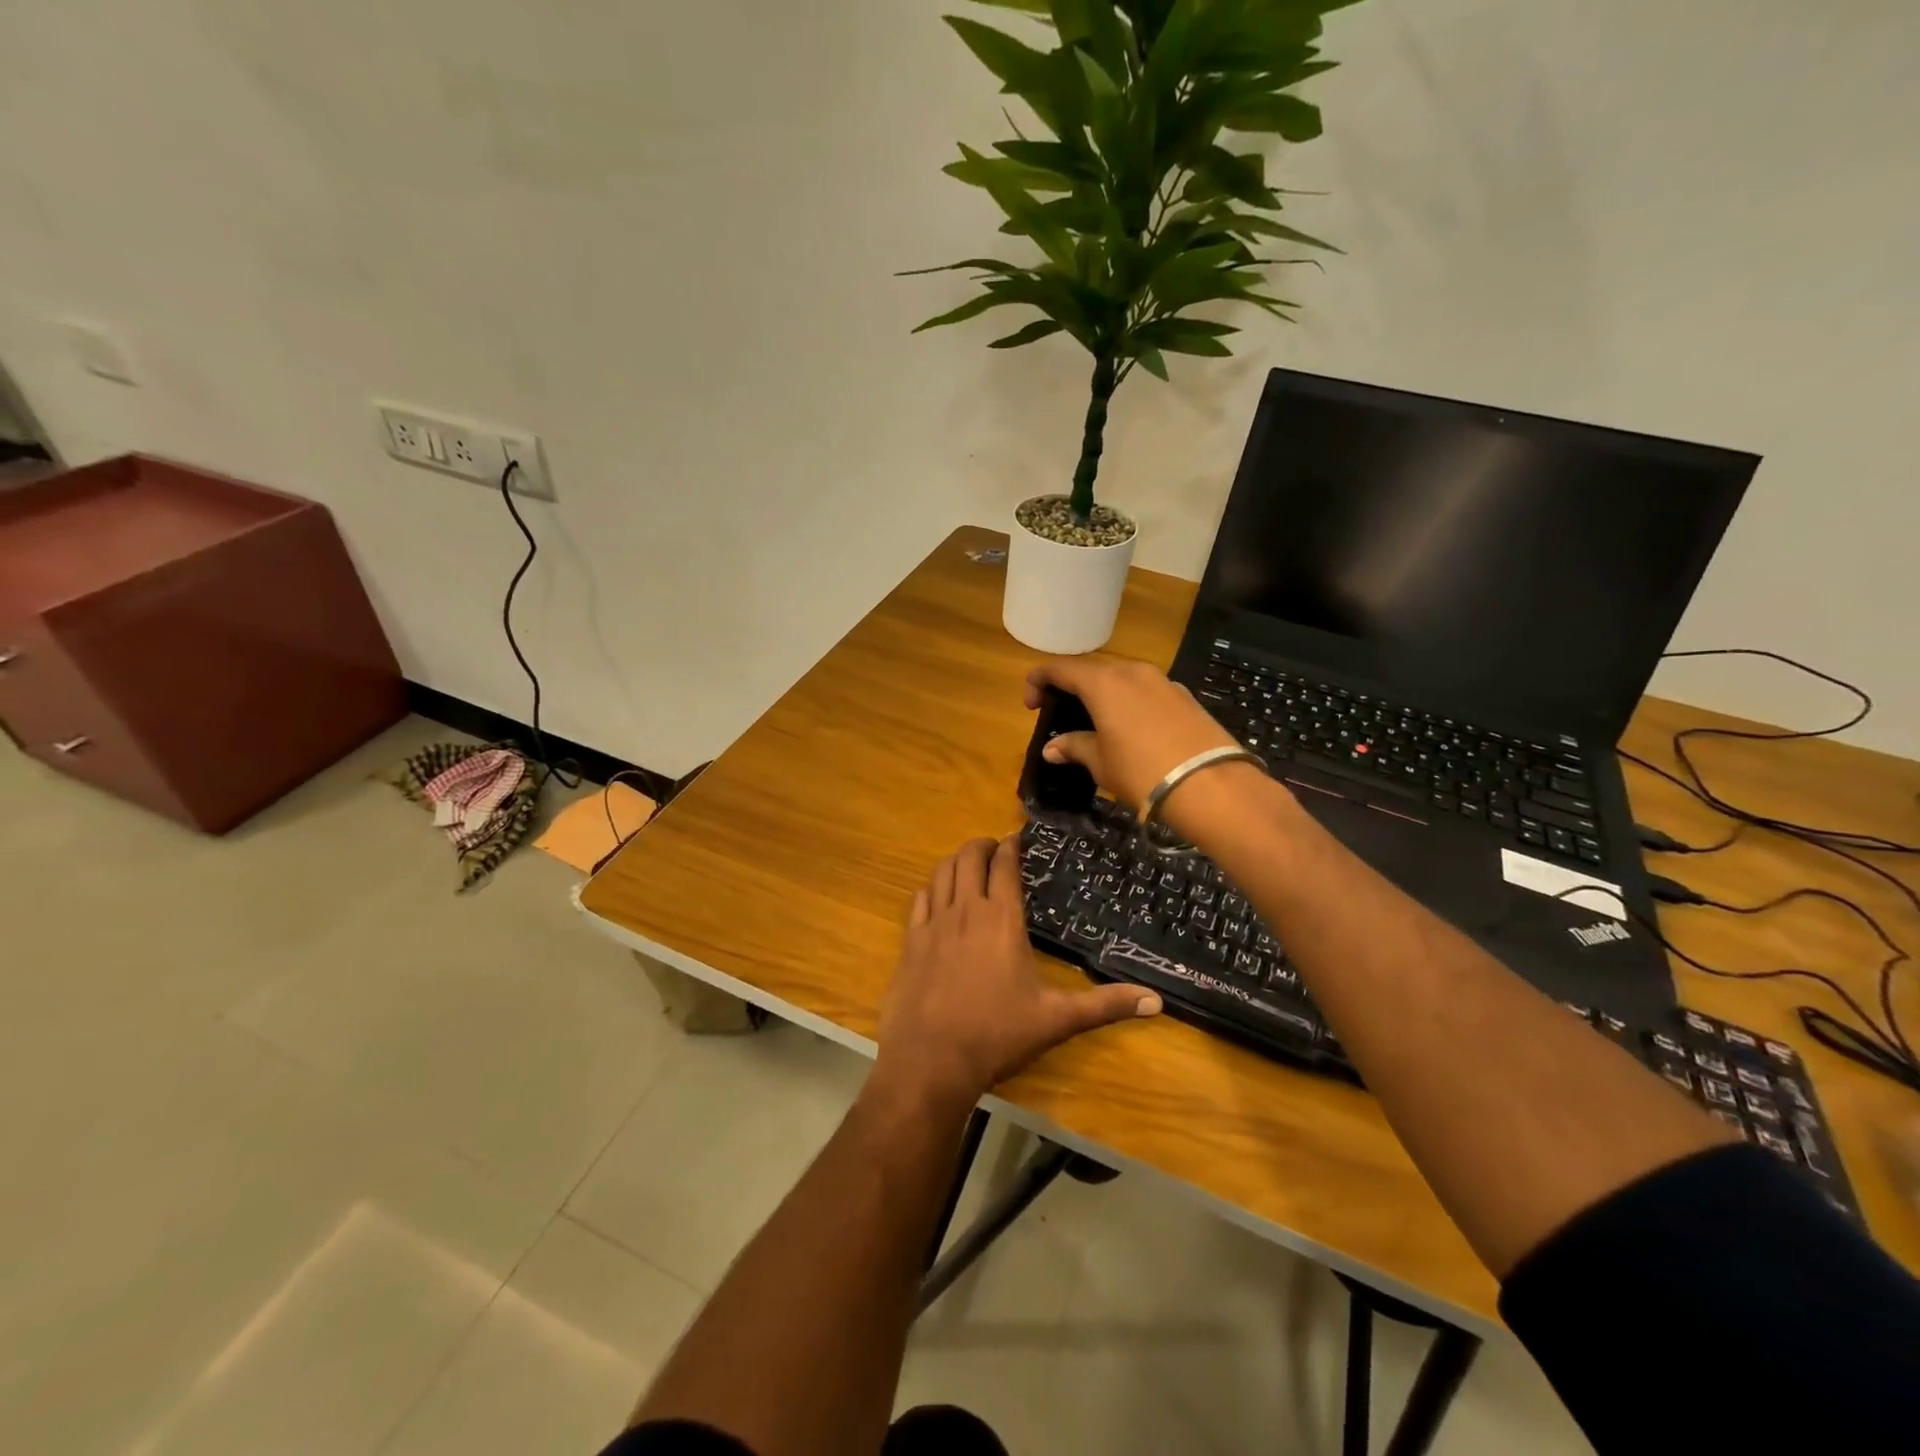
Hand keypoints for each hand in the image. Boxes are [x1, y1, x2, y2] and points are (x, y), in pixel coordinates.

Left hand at [876, 837, 1160, 1106]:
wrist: (931, 1059)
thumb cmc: (997, 1034)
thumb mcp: (1057, 1020)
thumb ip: (1105, 1005)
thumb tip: (1157, 1001)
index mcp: (1002, 919)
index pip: (1005, 865)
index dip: (1011, 846)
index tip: (1017, 838)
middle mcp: (966, 910)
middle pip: (969, 857)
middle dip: (982, 845)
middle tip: (994, 848)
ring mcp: (933, 923)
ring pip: (941, 872)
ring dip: (956, 861)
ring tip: (968, 865)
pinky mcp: (910, 940)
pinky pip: (919, 899)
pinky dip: (931, 889)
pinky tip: (937, 897)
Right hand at [1025, 656, 1265, 840]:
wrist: (1211, 786)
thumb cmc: (1142, 772)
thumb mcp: (1100, 763)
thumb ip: (1074, 747)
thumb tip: (1052, 747)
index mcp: (1104, 682)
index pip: (1061, 669)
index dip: (1039, 681)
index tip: (1030, 704)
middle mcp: (1132, 672)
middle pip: (1093, 671)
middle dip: (1072, 688)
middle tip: (1061, 714)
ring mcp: (1163, 682)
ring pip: (1122, 680)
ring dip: (1103, 695)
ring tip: (1096, 724)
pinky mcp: (1185, 697)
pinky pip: (1146, 692)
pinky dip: (1129, 704)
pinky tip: (1131, 731)